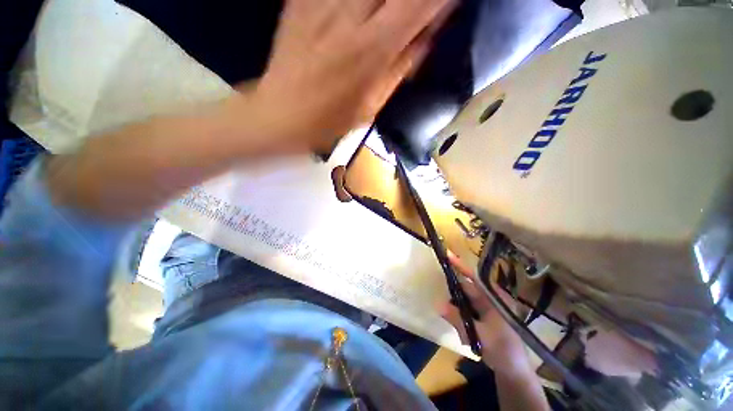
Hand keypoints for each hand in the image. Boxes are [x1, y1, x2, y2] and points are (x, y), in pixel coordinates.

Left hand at [247, 0, 454, 153]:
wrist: (281, 115)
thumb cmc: (331, 121)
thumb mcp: (372, 105)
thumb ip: (401, 66)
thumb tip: (427, 35)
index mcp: (372, 49)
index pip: (420, 3)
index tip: (448, 4)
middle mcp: (350, 15)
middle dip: (413, 0)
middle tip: (415, 10)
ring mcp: (321, 3)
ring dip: (384, 1)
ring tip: (385, 16)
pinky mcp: (301, 0)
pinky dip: (358, 3)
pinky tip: (360, 14)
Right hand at [440, 254, 531, 375]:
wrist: (514, 372)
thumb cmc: (502, 350)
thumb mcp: (479, 335)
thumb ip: (458, 318)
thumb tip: (438, 304)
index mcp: (494, 299)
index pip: (474, 278)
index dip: (460, 266)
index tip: (447, 255)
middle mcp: (491, 299)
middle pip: (467, 290)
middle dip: (455, 299)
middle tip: (447, 305)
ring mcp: (488, 308)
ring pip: (466, 302)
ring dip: (459, 313)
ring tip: (464, 333)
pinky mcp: (485, 317)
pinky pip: (468, 311)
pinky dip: (463, 320)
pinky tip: (466, 335)